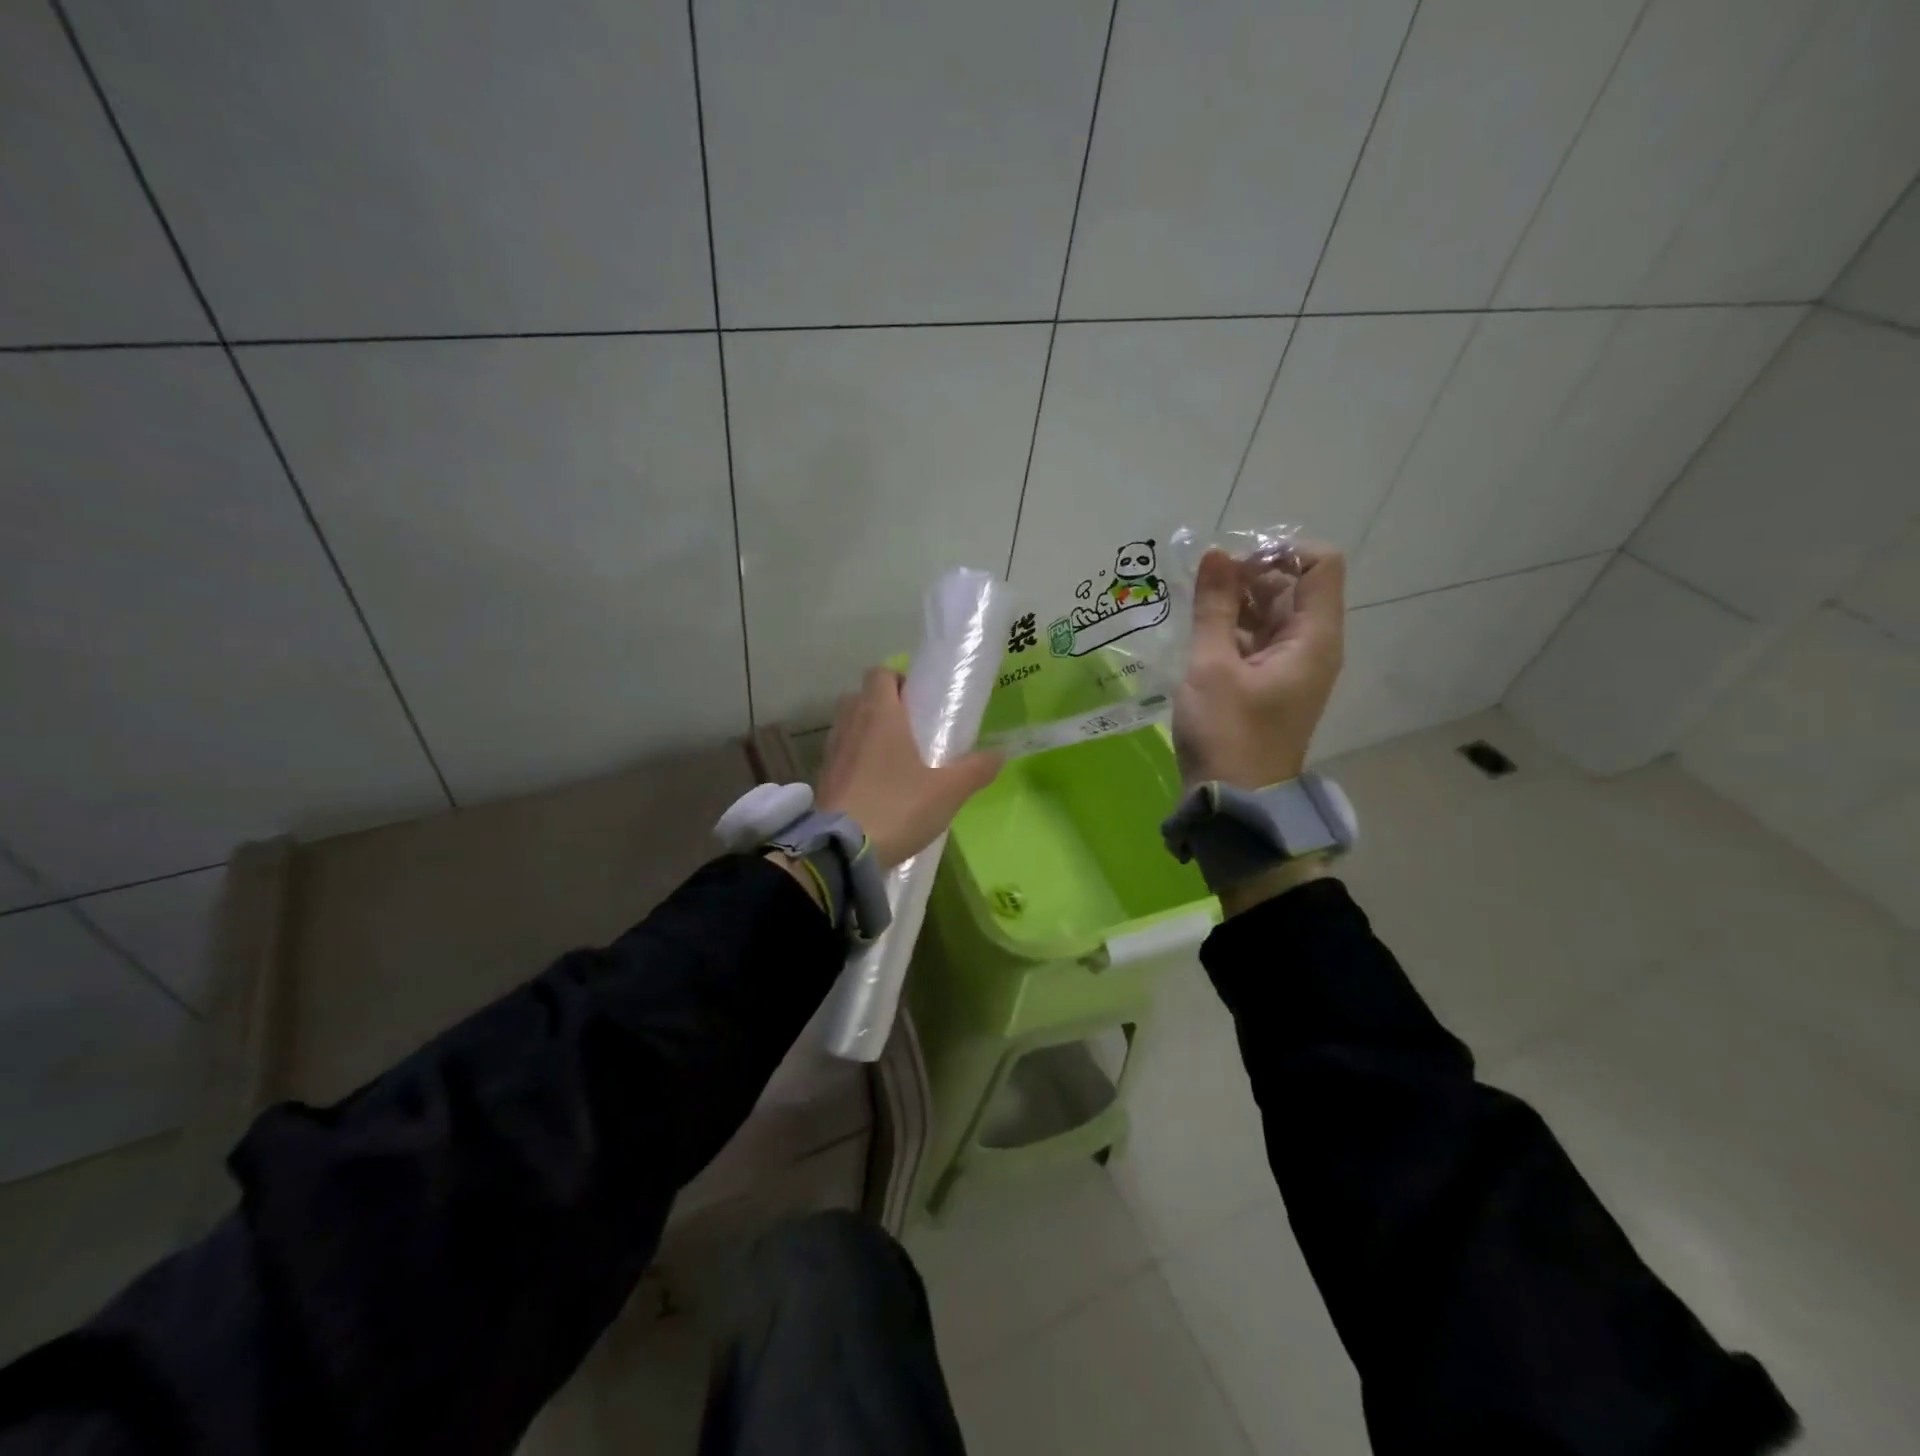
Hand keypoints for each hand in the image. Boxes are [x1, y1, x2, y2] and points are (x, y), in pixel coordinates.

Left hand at [815, 666, 1002, 870]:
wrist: (840, 851)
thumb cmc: (896, 808)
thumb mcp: (946, 792)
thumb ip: (975, 770)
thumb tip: (1001, 754)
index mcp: (880, 714)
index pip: (880, 673)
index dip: (898, 679)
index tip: (918, 701)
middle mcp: (851, 723)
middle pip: (861, 695)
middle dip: (883, 704)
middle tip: (909, 729)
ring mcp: (831, 750)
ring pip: (847, 724)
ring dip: (867, 731)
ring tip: (893, 758)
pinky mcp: (822, 777)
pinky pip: (840, 753)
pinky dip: (854, 758)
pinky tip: (874, 784)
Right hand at [1172, 544, 1345, 788]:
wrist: (1235, 804)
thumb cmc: (1227, 733)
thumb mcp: (1213, 666)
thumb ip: (1215, 607)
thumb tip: (1216, 553)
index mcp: (1314, 638)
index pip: (1320, 565)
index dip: (1279, 552)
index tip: (1232, 565)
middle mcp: (1312, 647)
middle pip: (1292, 587)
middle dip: (1249, 576)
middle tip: (1201, 586)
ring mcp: (1292, 668)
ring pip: (1271, 615)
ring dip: (1237, 604)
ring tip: (1194, 608)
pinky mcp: (1271, 686)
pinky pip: (1258, 642)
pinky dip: (1233, 631)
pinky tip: (1200, 634)